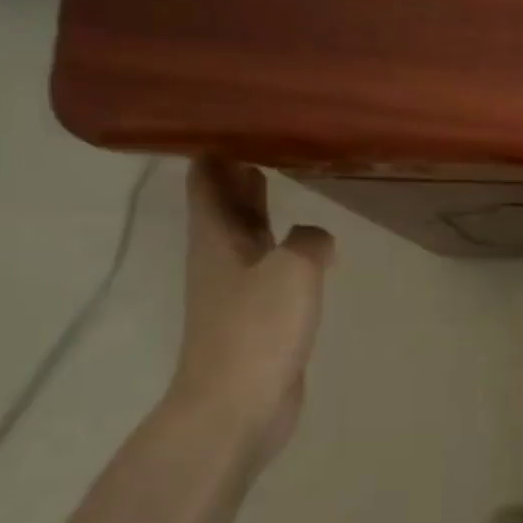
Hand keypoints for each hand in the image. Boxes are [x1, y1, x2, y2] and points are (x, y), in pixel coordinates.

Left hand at [169, 158, 333, 462]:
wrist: (238, 405)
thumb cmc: (258, 328)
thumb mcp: (293, 269)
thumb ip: (309, 240)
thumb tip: (315, 238)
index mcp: (216, 236)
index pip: (208, 177)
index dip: (218, 145)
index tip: (241, 117)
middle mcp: (220, 256)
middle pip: (225, 202)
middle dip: (242, 169)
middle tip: (272, 136)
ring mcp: (236, 288)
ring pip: (248, 232)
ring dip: (263, 205)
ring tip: (289, 175)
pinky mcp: (256, 316)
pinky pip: (269, 264)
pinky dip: (283, 243)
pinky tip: (311, 245)